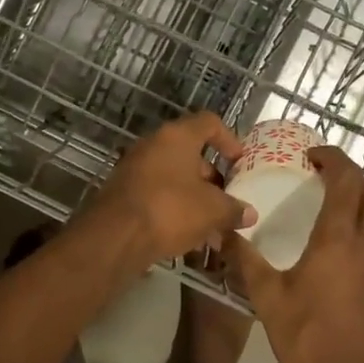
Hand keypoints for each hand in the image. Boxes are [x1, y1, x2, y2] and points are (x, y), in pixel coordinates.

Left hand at [81, 113, 249, 269]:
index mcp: (177, 137)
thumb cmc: (170, 209)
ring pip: (175, 179)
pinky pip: (158, 196)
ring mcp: (135, 169)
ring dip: (196, 199)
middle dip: (213, 179)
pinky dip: (175, 211)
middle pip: (191, 154)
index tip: (240, 162)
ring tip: (214, 229)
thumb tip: (249, 213)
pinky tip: (189, 239)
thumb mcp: (212, 210)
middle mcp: (153, 145)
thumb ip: (234, 209)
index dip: (229, 139)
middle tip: (228, 201)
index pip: (209, 123)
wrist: (114, 237)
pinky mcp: (124, 193)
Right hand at [228, 147, 363, 362]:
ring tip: (327, 220)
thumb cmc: (308, 340)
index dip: (334, 159)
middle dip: (352, 177)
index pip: (347, 180)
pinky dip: (362, 244)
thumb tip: (223, 232)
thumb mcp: (268, 298)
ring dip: (359, 211)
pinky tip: (338, 269)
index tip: (312, 155)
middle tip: (323, 178)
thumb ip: (246, 260)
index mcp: (340, 240)